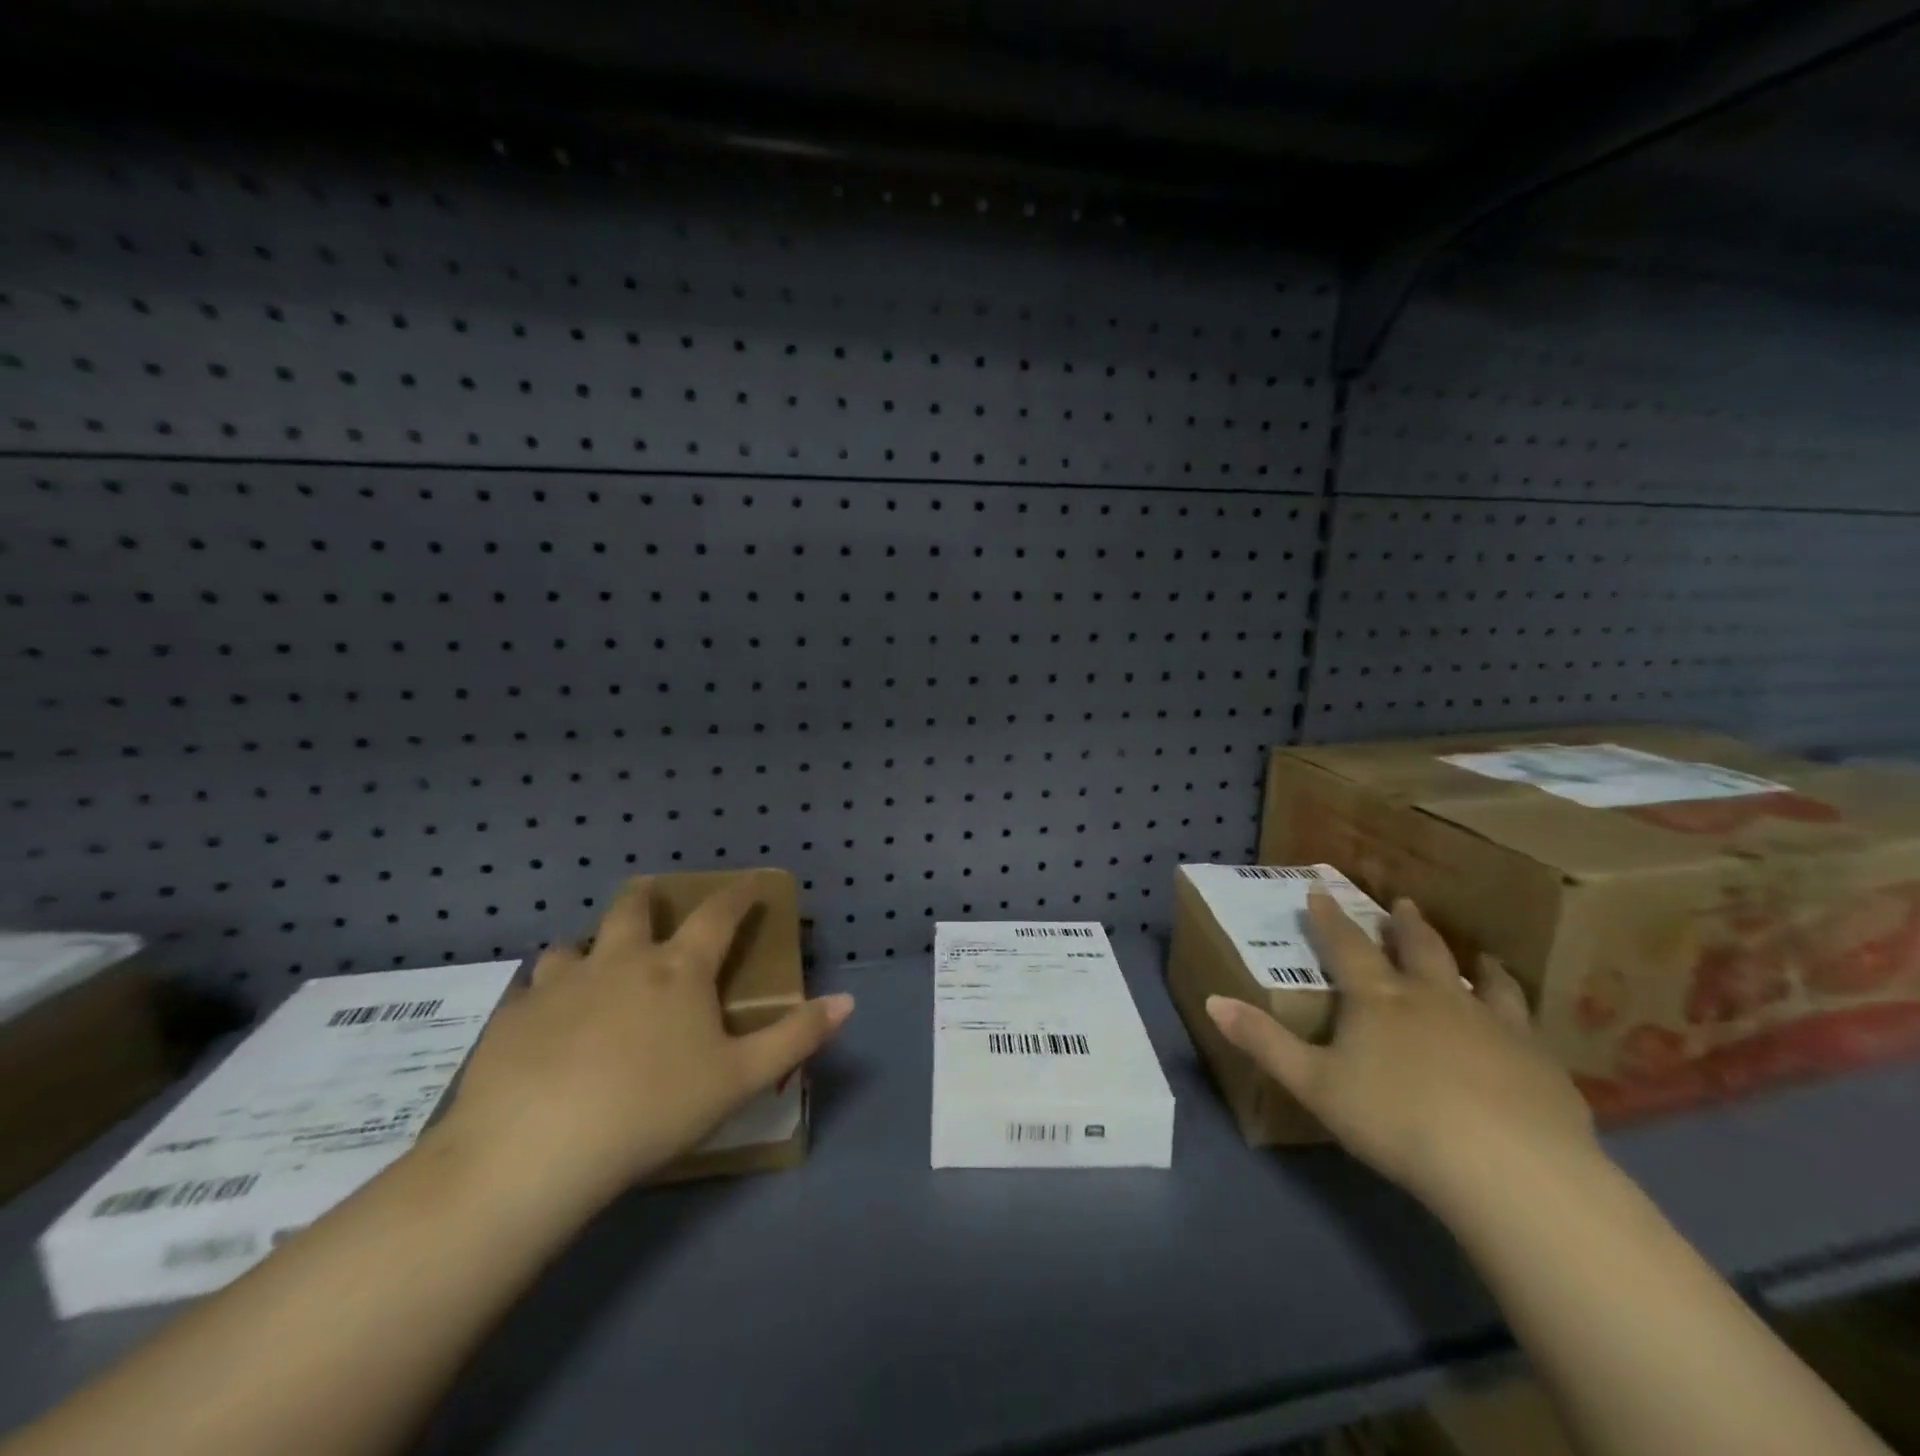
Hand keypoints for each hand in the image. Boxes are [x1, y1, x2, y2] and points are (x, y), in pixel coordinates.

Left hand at [434, 876, 853, 1212]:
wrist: (535, 1150)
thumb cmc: (653, 1108)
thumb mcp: (738, 1079)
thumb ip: (795, 1037)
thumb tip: (848, 1000)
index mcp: (677, 971)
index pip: (718, 915)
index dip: (739, 894)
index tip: (751, 881)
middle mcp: (618, 962)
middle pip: (631, 908)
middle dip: (647, 896)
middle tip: (652, 896)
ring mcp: (559, 985)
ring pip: (570, 945)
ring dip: (586, 947)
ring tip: (589, 965)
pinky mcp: (511, 1019)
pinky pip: (527, 993)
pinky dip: (540, 996)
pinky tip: (539, 1023)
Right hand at [1206, 890, 1595, 1215]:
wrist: (1507, 1167)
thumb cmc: (1396, 1120)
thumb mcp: (1314, 1084)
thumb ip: (1264, 1042)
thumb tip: (1213, 1000)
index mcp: (1378, 999)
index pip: (1345, 946)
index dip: (1329, 918)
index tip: (1319, 890)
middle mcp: (1435, 998)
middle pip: (1418, 950)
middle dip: (1404, 925)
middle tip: (1401, 904)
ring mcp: (1492, 1024)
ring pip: (1482, 980)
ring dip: (1473, 963)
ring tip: (1478, 954)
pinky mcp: (1537, 1059)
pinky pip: (1526, 1022)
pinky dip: (1518, 1009)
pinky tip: (1522, 1021)